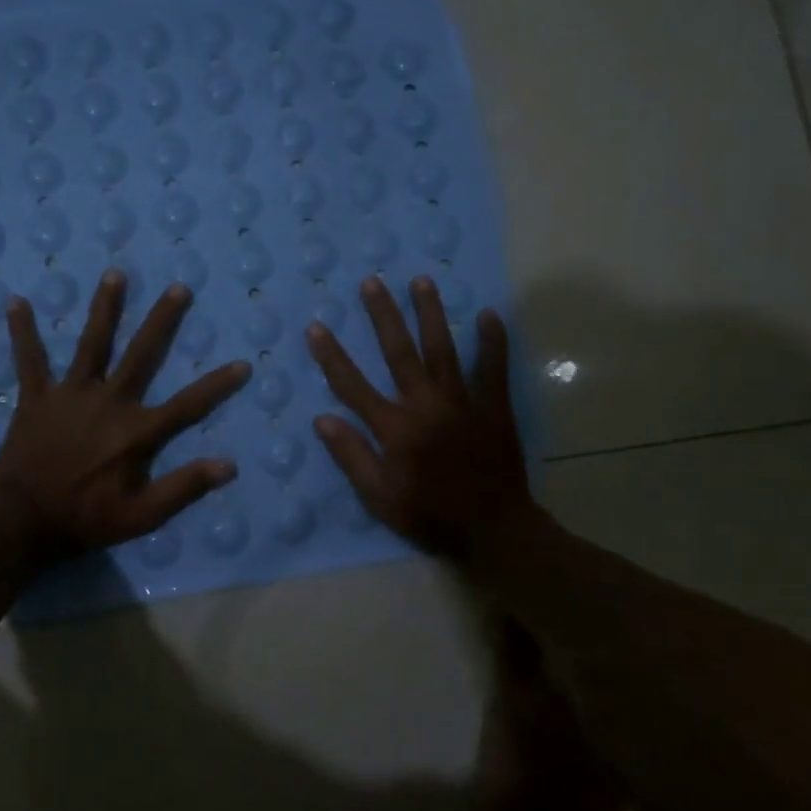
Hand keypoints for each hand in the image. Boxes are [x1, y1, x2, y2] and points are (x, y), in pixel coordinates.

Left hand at [0, 271, 249, 559]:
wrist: (24, 523)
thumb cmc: (87, 520)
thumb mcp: (142, 516)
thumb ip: (184, 488)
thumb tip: (229, 466)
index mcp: (136, 432)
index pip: (188, 405)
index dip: (217, 385)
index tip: (243, 364)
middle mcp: (108, 402)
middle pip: (141, 355)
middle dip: (162, 320)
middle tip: (178, 288)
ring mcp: (70, 395)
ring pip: (92, 344)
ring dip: (105, 308)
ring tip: (115, 274)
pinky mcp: (37, 398)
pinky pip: (29, 360)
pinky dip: (23, 332)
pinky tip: (17, 301)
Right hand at [306, 275, 535, 560]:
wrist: (492, 529)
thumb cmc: (430, 514)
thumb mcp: (379, 497)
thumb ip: (351, 456)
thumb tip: (322, 419)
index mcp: (394, 427)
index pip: (353, 385)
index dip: (332, 356)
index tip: (317, 327)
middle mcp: (424, 405)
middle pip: (399, 352)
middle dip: (383, 315)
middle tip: (372, 282)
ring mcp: (462, 401)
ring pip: (442, 349)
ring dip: (430, 313)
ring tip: (421, 280)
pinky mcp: (493, 407)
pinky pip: (493, 368)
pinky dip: (492, 341)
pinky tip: (489, 313)